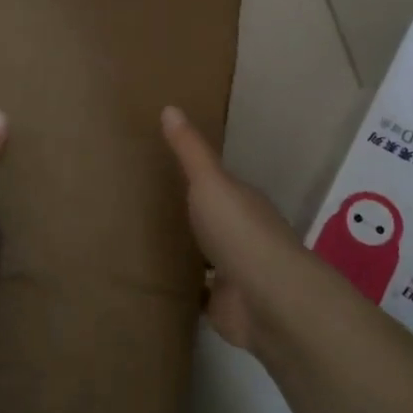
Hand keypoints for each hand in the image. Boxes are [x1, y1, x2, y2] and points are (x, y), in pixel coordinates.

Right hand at [161, 105, 325, 351]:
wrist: (266, 298)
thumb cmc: (239, 231)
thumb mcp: (210, 182)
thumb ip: (190, 151)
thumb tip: (170, 107)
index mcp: (243, 203)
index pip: (220, 187)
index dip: (197, 179)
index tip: (166, 173)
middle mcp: (243, 236)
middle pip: (213, 222)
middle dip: (190, 217)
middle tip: (147, 208)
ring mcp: (235, 273)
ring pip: (207, 258)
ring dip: (187, 254)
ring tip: (145, 244)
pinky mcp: (224, 305)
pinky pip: (200, 294)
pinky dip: (185, 289)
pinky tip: (158, 283)